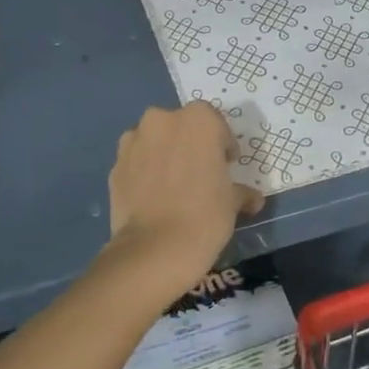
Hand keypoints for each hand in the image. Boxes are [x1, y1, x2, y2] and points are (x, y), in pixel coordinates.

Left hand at [108, 103, 263, 279]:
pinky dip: (144, 171)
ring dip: (164, 154)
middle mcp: (162, 120)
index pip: (216, 123)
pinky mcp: (115, 165)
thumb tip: (253, 199)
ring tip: (173, 184)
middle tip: (200, 172)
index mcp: (199, 120)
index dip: (223, 144)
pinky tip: (153, 196)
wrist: (155, 249)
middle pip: (181, 126)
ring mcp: (134, 141)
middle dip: (191, 144)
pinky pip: (136, 161)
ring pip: (155, 140)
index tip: (226, 166)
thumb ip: (241, 192)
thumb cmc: (205, 216)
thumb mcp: (233, 202)